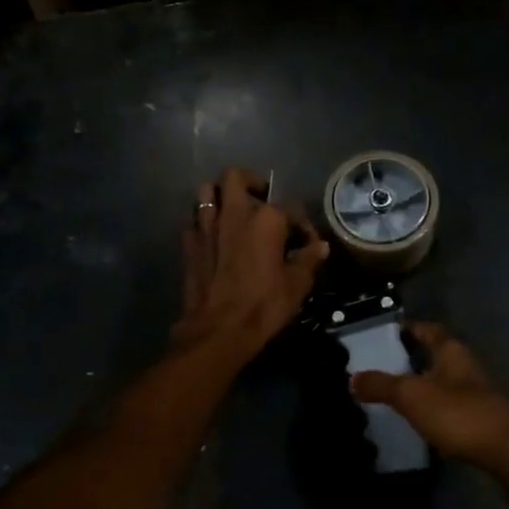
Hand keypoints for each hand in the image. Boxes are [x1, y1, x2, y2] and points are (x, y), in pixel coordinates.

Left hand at [172, 167, 328, 359]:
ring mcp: (206, 226)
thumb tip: (320, 246)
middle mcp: (234, 213)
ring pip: (207, 191)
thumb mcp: (296, 285)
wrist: (217, 331)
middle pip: (235, 176)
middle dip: (250, 182)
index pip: (289, 207)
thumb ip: (308, 259)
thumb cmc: (263, 306)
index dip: (301, 224)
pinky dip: (204, 224)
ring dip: (220, 196)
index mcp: (266, 219)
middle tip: (260, 200)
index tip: (306, 242)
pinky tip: (214, 239)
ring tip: (233, 213)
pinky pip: (194, 221)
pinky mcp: (188, 244)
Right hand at [351, 322, 508, 472]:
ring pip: (444, 382)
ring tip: (394, 395)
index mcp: (452, 351)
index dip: (408, 328)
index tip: (387, 332)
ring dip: (423, 385)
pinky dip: (434, 409)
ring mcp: (477, 394)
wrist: (508, 452)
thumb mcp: (412, 396)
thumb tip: (352, 377)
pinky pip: (451, 407)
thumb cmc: (459, 413)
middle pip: (436, 355)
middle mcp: (466, 366)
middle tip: (382, 366)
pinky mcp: (481, 420)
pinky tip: (419, 422)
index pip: (428, 329)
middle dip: (412, 359)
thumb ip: (381, 385)